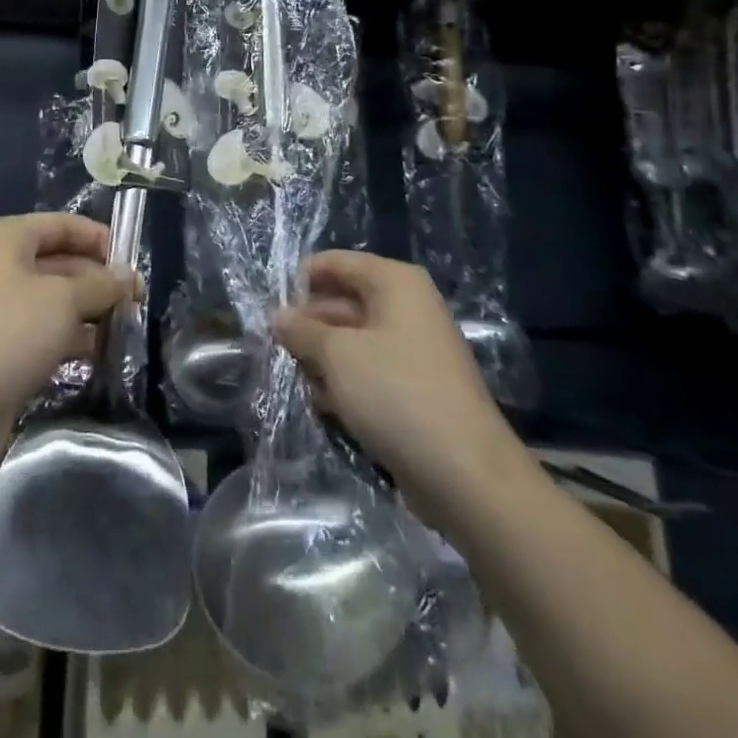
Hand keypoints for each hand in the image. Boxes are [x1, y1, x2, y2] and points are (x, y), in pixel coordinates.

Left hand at [0, 213, 138, 464]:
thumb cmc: (11, 333)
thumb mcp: (65, 300)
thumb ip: (101, 284)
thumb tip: (129, 277)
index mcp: (6, 238)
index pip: (62, 224)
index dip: (99, 239)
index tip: (133, 263)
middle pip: (59, 261)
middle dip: (98, 280)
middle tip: (137, 301)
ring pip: (53, 298)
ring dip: (89, 311)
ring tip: (126, 327)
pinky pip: (41, 328)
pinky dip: (69, 336)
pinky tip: (100, 353)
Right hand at [273, 251, 515, 497]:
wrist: (466, 475)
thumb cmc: (396, 394)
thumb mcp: (337, 355)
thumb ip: (302, 330)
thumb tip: (277, 316)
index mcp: (394, 282)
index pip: (334, 263)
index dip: (300, 283)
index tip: (271, 313)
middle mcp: (406, 307)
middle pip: (341, 302)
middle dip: (308, 327)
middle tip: (276, 351)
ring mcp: (412, 349)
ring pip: (351, 341)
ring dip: (323, 360)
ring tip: (304, 383)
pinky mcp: (413, 389)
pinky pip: (368, 372)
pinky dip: (345, 385)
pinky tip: (325, 406)